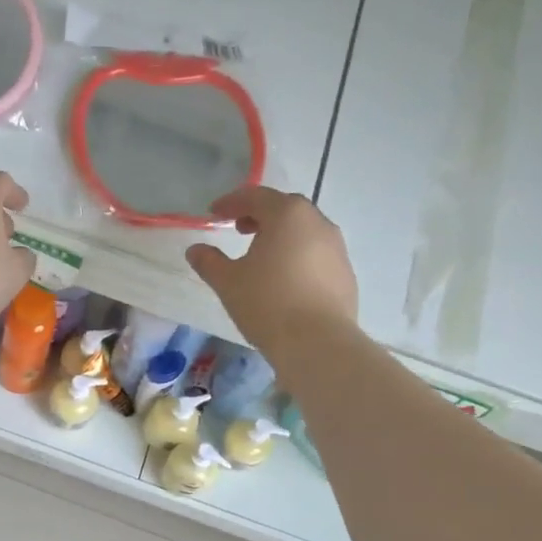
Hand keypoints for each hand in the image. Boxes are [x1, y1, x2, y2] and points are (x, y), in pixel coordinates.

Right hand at [185, 186, 358, 362]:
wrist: (318, 343)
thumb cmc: (267, 303)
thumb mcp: (228, 282)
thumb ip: (209, 261)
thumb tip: (195, 250)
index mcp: (288, 215)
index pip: (256, 197)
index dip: (231, 202)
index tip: (213, 212)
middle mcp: (318, 223)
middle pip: (285, 209)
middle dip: (260, 215)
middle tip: (239, 229)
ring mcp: (337, 249)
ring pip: (304, 232)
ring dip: (281, 236)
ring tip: (262, 256)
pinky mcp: (346, 274)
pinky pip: (316, 255)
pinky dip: (297, 257)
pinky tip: (284, 280)